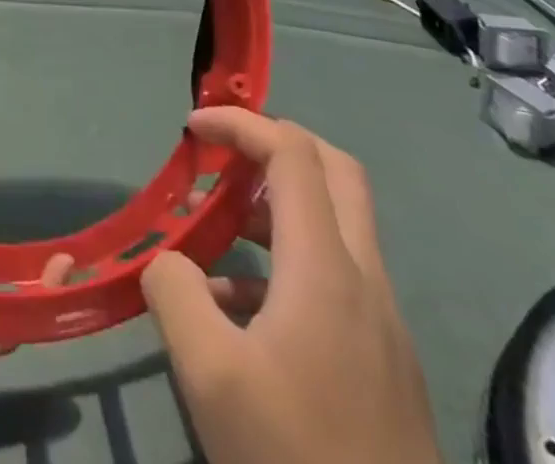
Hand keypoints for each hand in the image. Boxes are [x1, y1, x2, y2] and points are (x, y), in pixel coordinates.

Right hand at [141, 109, 441, 463]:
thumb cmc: (295, 458)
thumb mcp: (210, 375)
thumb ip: (175, 292)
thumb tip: (169, 261)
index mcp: (325, 266)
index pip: (291, 152)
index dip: (240, 123)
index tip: (193, 130)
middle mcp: (364, 279)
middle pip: (333, 171)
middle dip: (275, 144)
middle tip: (223, 157)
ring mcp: (382, 323)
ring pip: (337, 225)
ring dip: (277, 205)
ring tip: (217, 228)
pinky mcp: (385, 363)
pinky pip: (336, 278)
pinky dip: (287, 262)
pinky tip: (238, 309)